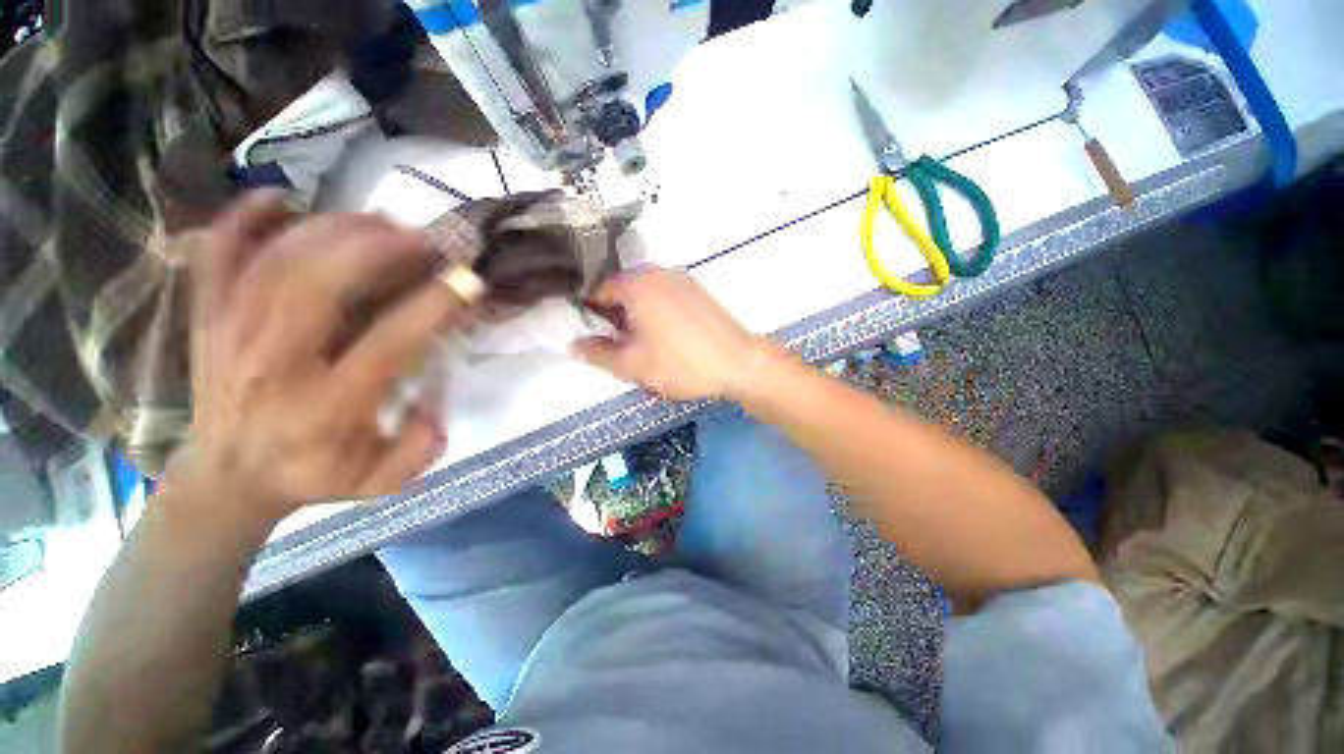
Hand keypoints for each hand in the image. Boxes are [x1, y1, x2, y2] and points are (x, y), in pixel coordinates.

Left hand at [171, 192, 467, 523]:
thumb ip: (420, 447)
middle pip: (320, 283)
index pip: (387, 342)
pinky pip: (216, 255)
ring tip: (380, 222)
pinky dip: (243, 218)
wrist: (225, 479)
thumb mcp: (381, 481)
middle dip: (378, 248)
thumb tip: (437, 396)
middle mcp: (274, 362)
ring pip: (277, 259)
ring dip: (334, 229)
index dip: (434, 305)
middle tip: (422, 238)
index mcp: (326, 406)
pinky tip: (280, 198)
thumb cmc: (312, 475)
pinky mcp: (208, 318)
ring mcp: (231, 333)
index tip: (468, 280)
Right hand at [571, 267, 775, 400]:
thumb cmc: (682, 364)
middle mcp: (658, 273)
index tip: (599, 340)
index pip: (599, 291)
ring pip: (646, 294)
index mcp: (637, 284)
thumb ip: (598, 354)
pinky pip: (666, 297)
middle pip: (623, 291)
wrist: (739, 364)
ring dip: (638, 316)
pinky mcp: (698, 291)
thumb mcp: (633, 365)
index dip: (593, 316)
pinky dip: (658, 313)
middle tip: (624, 347)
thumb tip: (574, 346)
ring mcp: (682, 279)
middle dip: (617, 317)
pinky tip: (669, 339)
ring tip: (648, 346)